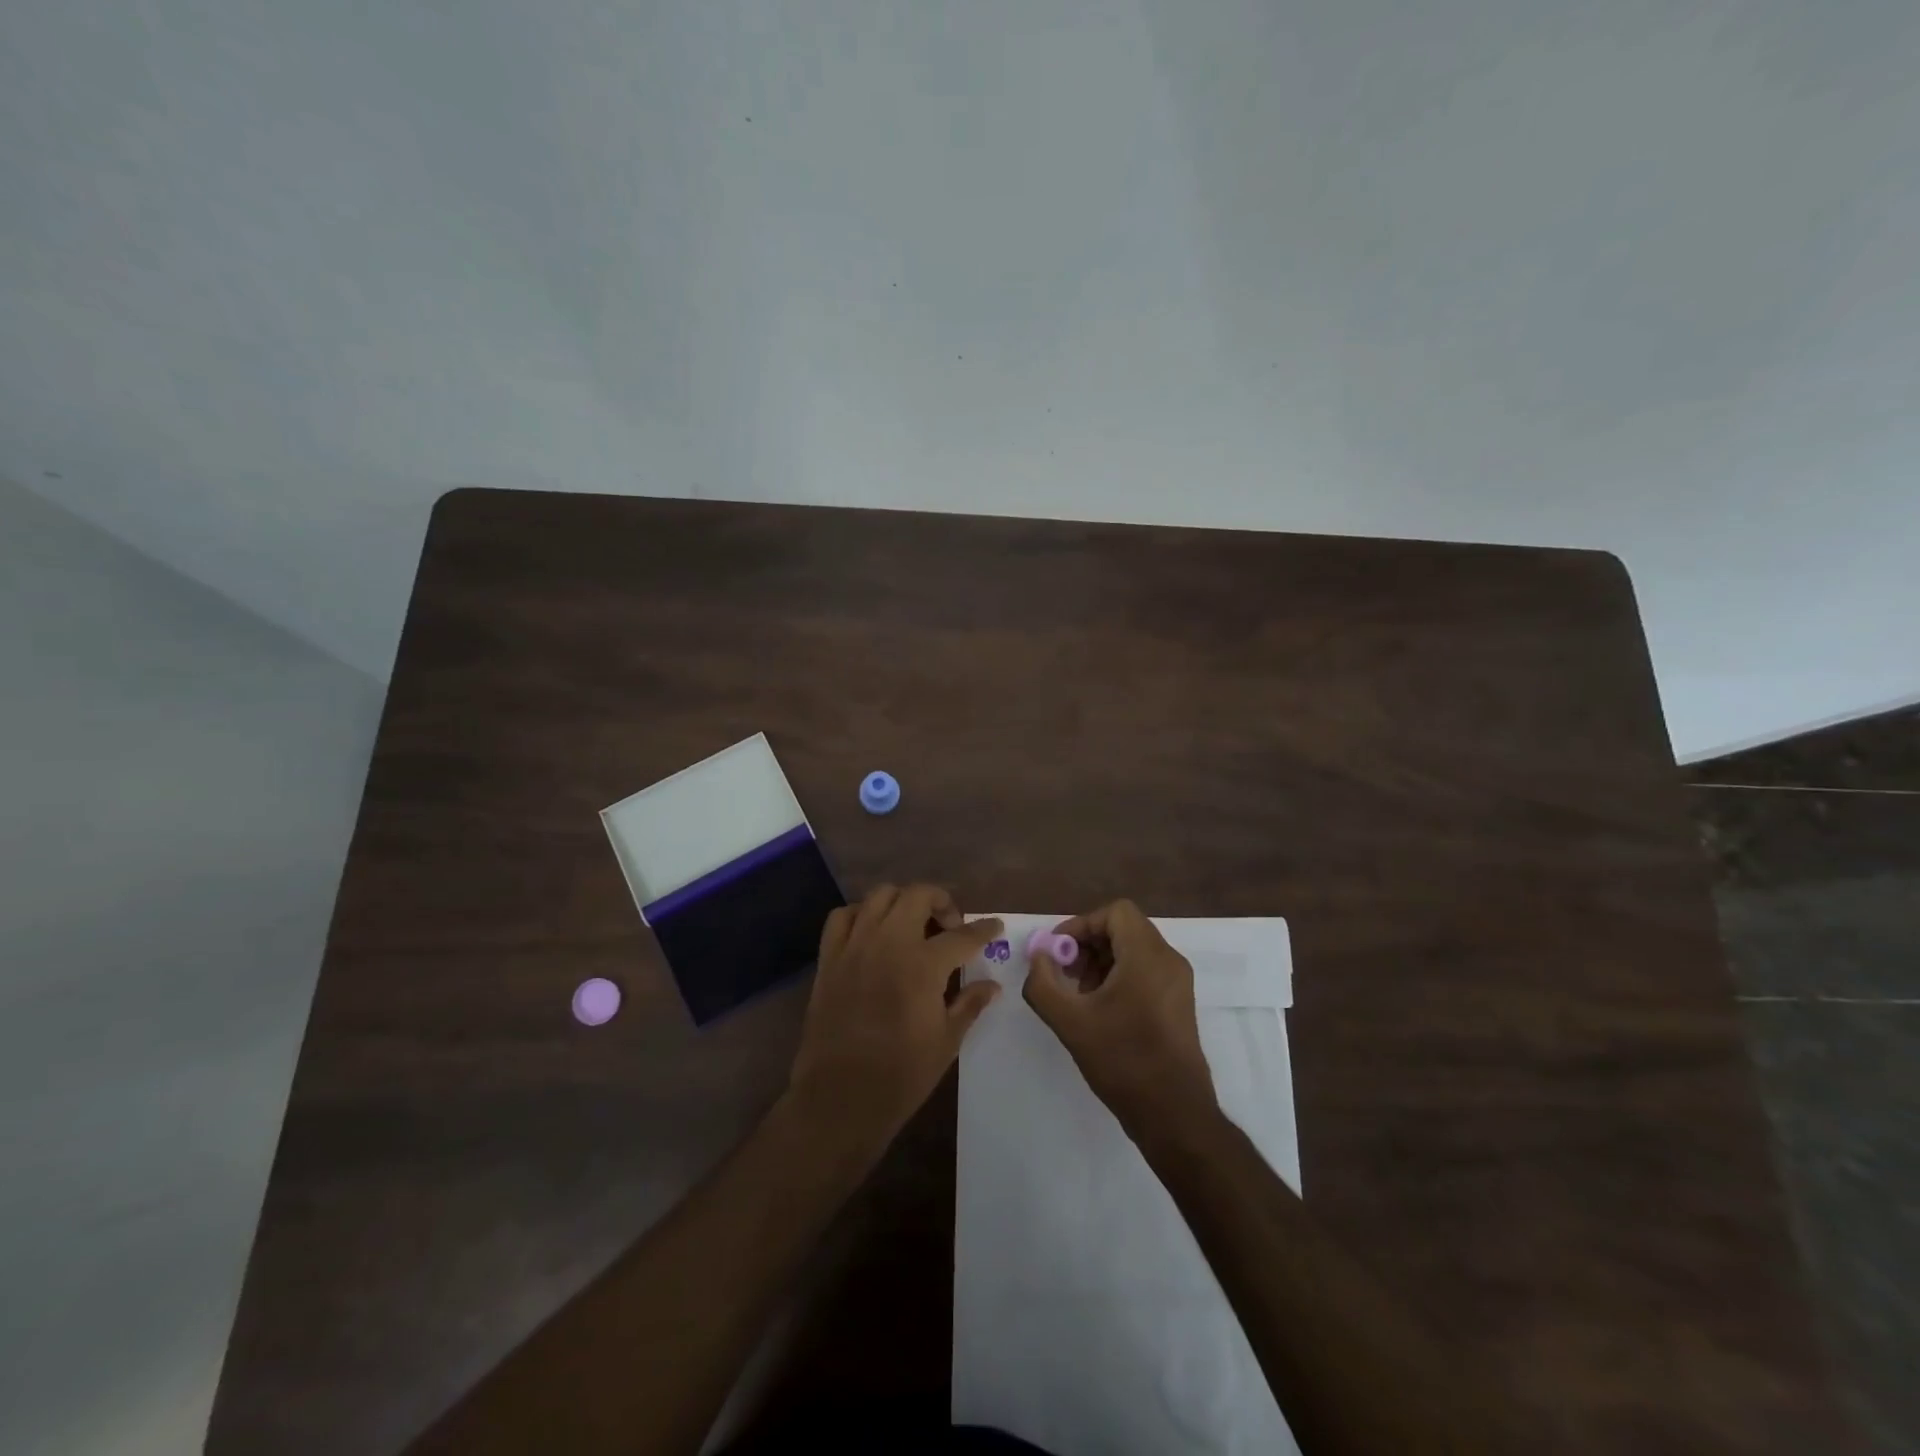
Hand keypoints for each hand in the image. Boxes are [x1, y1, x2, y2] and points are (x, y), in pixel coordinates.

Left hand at [788, 885, 1003, 1150]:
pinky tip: (872, 932)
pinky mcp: (829, 957)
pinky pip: (842, 916)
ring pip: (880, 896)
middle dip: (941, 902)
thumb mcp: (946, 1041)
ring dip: (902, 902)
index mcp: (923, 965)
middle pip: (918, 895)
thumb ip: (969, 1004)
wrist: (840, 1097)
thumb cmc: (901, 1074)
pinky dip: (861, 915)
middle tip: (950, 925)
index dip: (984, 929)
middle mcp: (889, 943)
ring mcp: (855, 946)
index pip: (963, 935)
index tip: (994, 926)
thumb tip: (991, 985)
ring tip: (912, 924)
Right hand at [1024, 900, 1217, 1141]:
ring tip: (1080, 996)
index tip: (1058, 952)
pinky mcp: (1179, 1004)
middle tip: (1064, 974)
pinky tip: (1101, 1012)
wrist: (1174, 1115)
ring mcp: (1178, 983)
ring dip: (1101, 963)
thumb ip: (1043, 982)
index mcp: (1147, 955)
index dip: (1081, 925)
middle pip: (1123, 929)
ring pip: (1134, 951)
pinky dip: (1120, 978)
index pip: (1115, 912)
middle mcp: (1168, 960)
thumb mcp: (1070, 1021)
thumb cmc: (1123, 1061)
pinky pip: (1146, 971)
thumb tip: (1038, 956)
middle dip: (1088, 945)